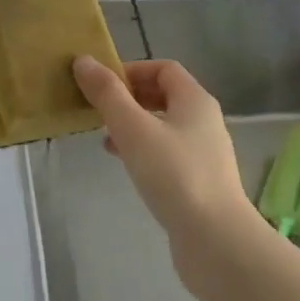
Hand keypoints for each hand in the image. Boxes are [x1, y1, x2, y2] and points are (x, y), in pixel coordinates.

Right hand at [72, 56, 265, 292]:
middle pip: (164, 96)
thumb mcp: (133, 129)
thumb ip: (107, 94)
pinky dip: (143, 151)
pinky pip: (166, 154)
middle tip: (98, 109)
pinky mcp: (198, 182)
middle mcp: (204, 121)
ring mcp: (204, 153)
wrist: (216, 240)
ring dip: (133, 125)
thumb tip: (83, 60)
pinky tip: (124, 165)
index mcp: (195, 100)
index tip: (101, 84)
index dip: (131, 70)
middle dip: (129, 98)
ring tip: (104, 137)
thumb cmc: (174, 175)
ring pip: (163, 126)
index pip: (163, 69)